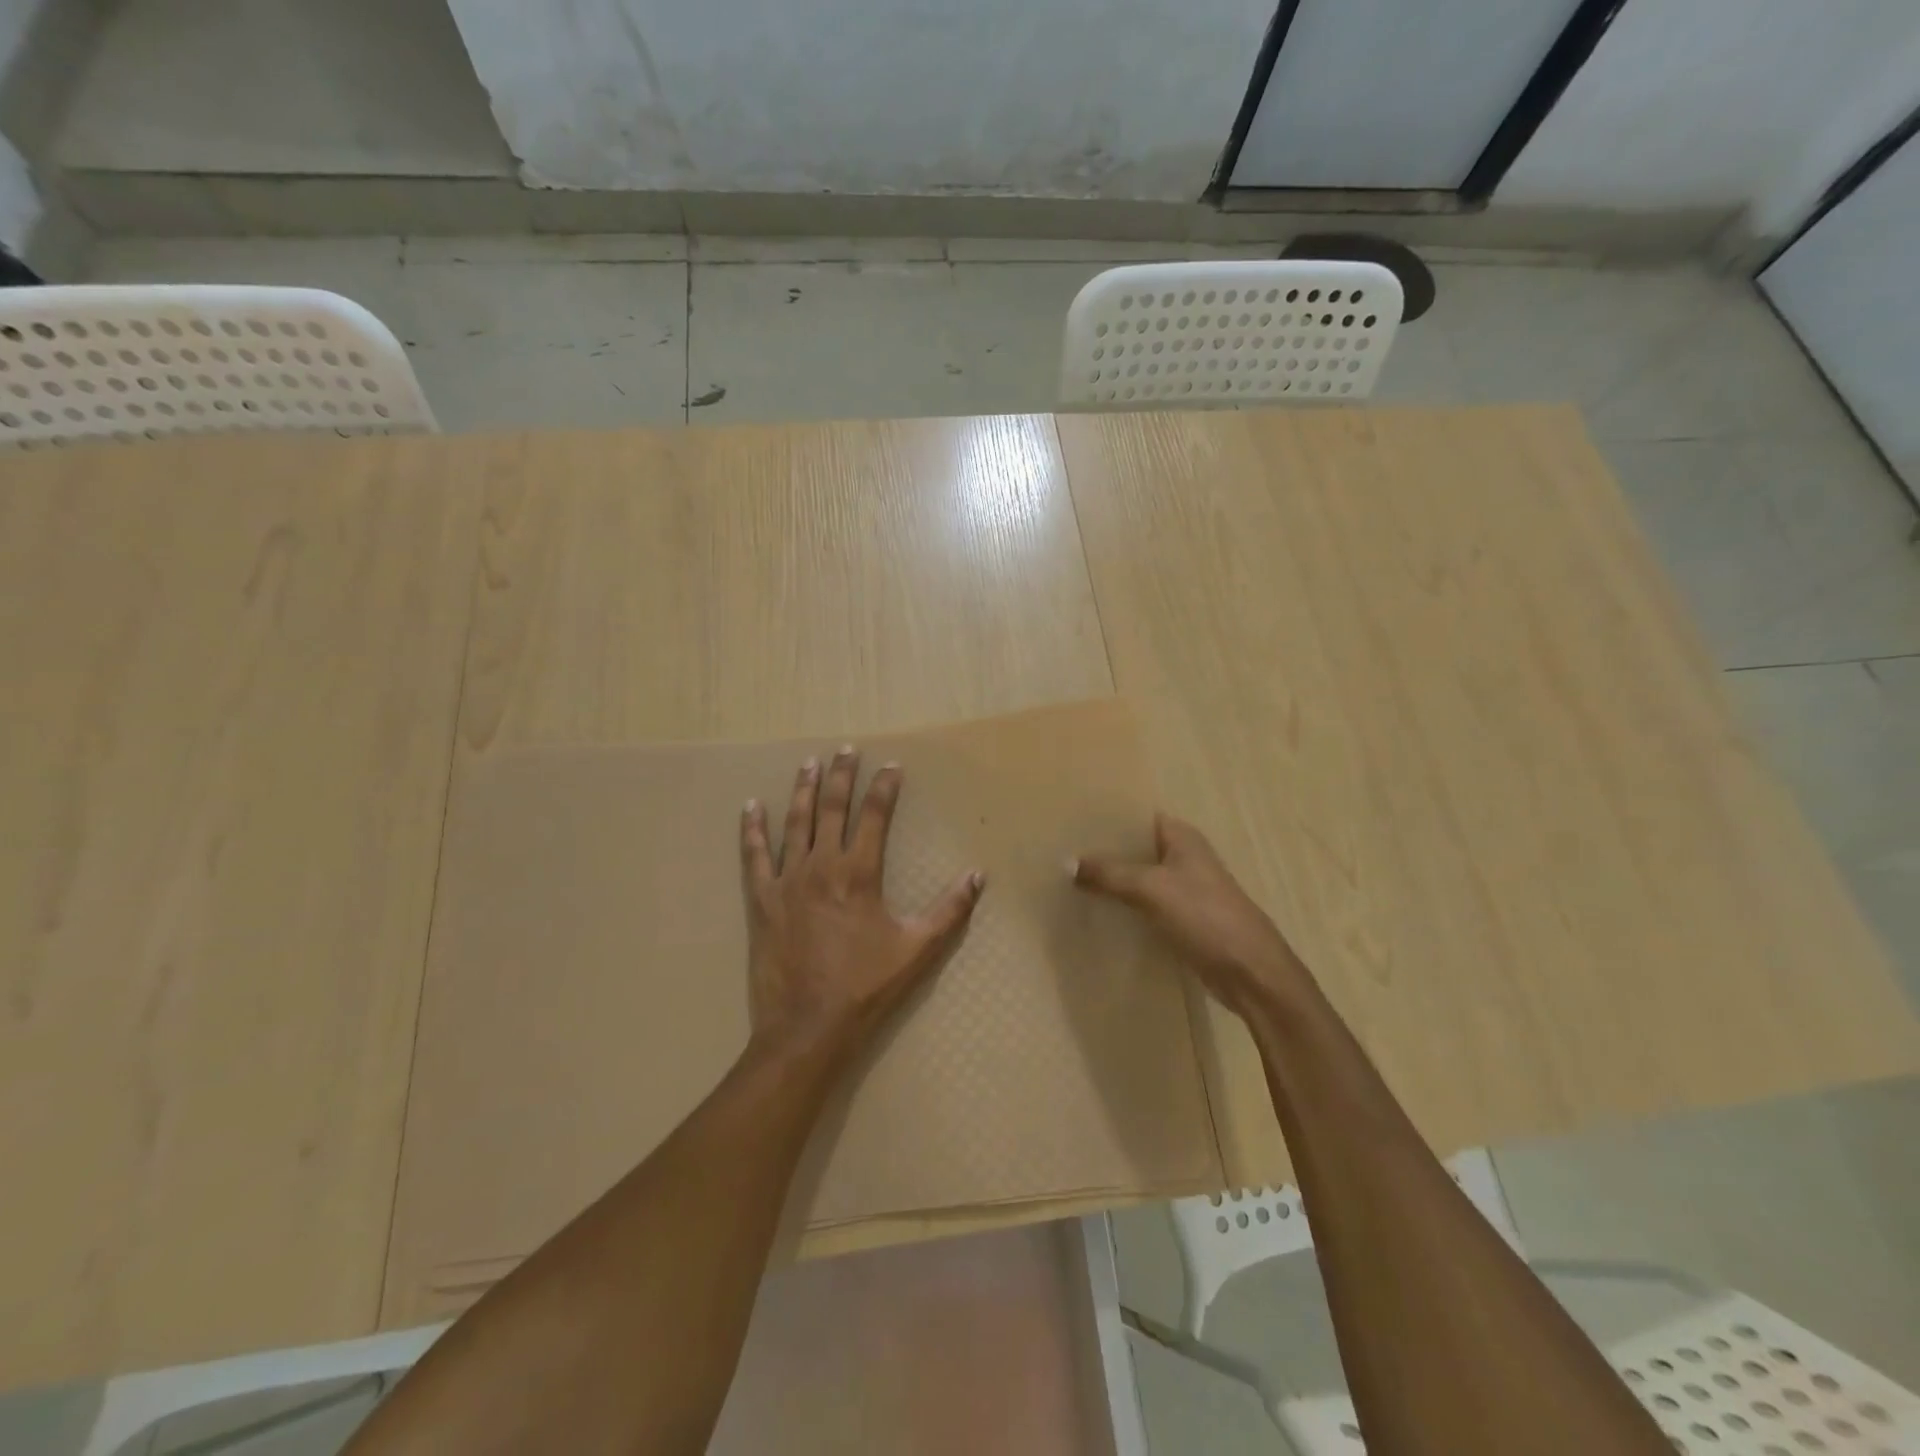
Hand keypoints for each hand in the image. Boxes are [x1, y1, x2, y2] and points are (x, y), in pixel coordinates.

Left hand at [740, 746, 984, 1062]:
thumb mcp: (918, 950)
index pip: (875, 816)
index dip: (884, 787)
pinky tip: (750, 806)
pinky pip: (753, 856)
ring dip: (802, 789)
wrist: (807, 1028)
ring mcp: (787, 881)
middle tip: (845, 749)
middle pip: (831, 808)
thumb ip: (950, 910)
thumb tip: (978, 876)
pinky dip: (751, 829)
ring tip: (808, 762)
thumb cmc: (866, 987)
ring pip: (794, 823)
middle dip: (841, 775)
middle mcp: (821, 866)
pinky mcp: (761, 901)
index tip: (891, 766)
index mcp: (859, 873)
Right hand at [1069, 812, 1308, 1018]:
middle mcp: (1184, 857)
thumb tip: (1066, 862)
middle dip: (1103, 851)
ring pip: (1139, 878)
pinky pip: (1145, 905)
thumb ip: (1109, 874)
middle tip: (1061, 852)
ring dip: (1111, 881)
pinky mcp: (1183, 920)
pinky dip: (1123, 906)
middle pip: (1135, 848)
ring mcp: (1184, 890)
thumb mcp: (1152, 889)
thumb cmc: (1205, 917)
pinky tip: (1095, 912)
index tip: (1070, 821)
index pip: (1138, 817)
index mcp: (1182, 837)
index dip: (1107, 818)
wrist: (1251, 973)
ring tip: (1068, 879)